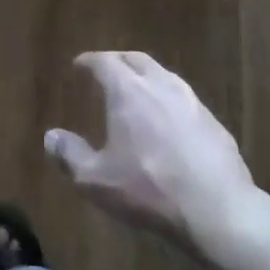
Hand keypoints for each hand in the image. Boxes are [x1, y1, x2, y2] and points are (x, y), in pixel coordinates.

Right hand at [46, 51, 269, 257]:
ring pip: (164, 76)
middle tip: (107, 69)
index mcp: (128, 92)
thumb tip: (50, 137)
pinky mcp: (214, 123)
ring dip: (146, 77)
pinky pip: (185, 100)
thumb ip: (70, 156)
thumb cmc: (149, 190)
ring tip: (137, 91)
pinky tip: (168, 121)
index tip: (79, 64)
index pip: (105, 62)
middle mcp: (161, 86)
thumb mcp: (97, 180)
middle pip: (137, 60)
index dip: (90, 61)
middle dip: (119, 60)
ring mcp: (192, 102)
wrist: (219, 210)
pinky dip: (168, 100)